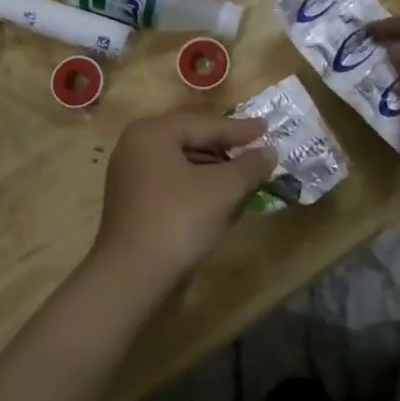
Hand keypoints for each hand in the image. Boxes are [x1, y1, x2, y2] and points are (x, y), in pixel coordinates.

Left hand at [89, 110, 277, 294]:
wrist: (131, 276)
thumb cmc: (178, 220)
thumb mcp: (222, 190)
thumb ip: (249, 165)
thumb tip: (270, 152)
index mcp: (152, 132)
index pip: (204, 124)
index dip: (239, 129)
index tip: (268, 128)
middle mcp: (136, 145)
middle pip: (190, 138)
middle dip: (225, 145)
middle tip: (257, 146)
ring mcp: (130, 173)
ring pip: (181, 160)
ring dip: (213, 165)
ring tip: (243, 171)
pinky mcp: (132, 200)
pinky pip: (171, 179)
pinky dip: (196, 182)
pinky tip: (218, 194)